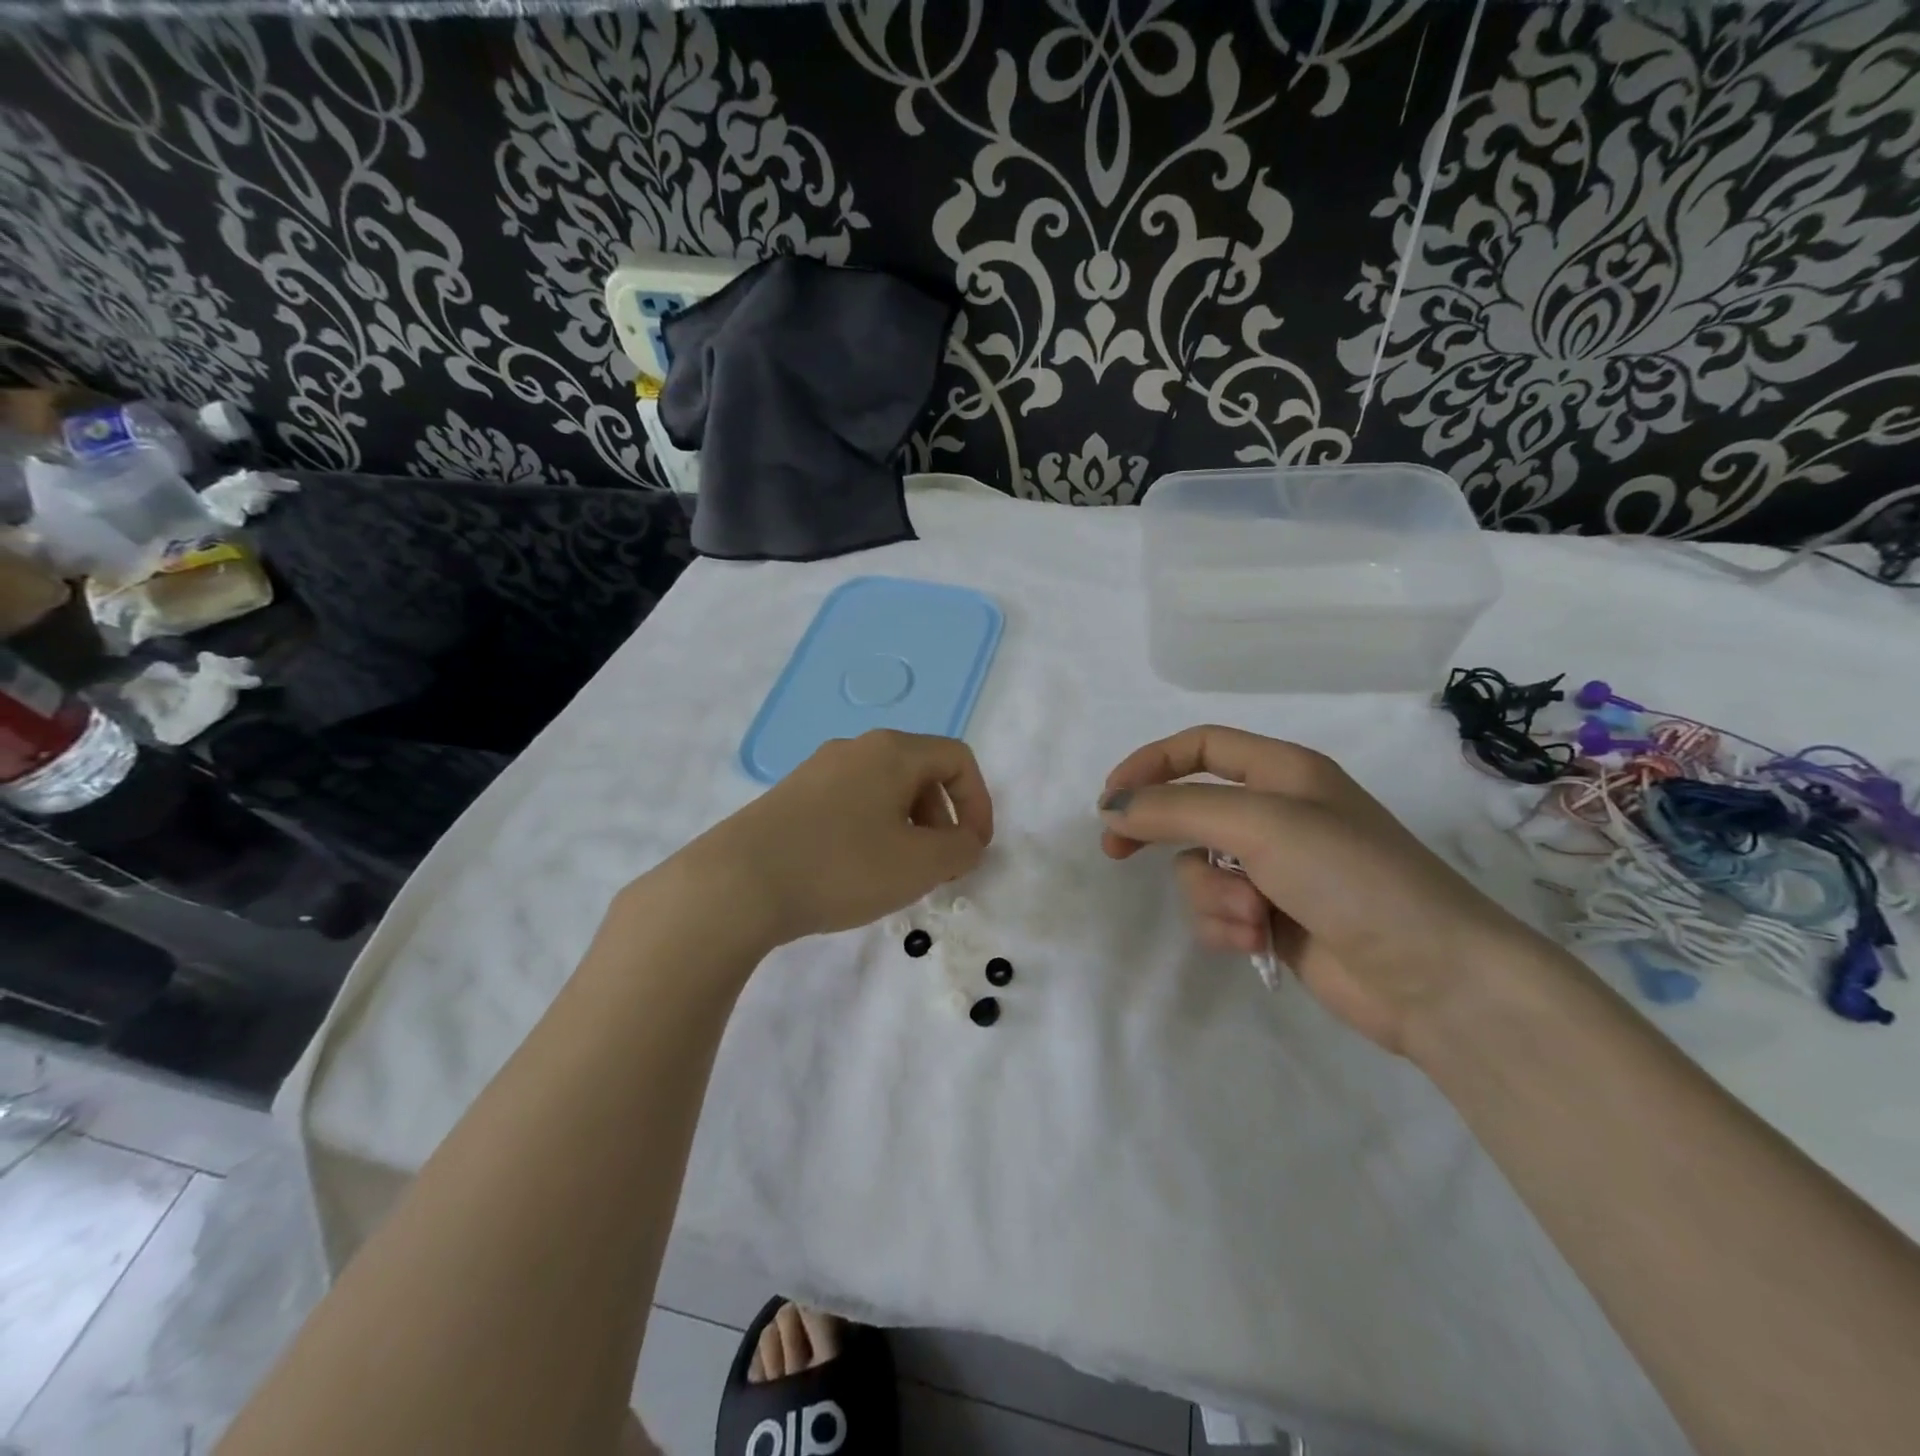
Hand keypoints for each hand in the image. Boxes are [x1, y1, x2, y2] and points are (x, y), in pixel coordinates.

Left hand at [684, 729, 992, 948]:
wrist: (737, 883)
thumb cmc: (842, 866)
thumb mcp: (919, 864)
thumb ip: (960, 850)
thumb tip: (967, 841)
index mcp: (892, 751)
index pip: (957, 759)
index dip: (979, 802)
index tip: (974, 849)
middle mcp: (856, 748)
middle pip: (920, 772)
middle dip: (942, 819)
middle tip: (939, 867)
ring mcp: (818, 770)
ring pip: (884, 790)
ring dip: (908, 828)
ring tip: (899, 875)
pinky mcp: (791, 796)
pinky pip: (851, 804)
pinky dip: (872, 832)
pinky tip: (856, 872)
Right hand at [1099, 726, 1537, 1054]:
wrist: (1434, 977)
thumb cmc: (1351, 876)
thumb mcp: (1260, 824)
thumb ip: (1177, 810)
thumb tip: (1112, 809)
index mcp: (1283, 772)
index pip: (1200, 747)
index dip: (1149, 764)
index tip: (1110, 799)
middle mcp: (1278, 814)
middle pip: (1191, 809)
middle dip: (1157, 832)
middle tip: (1115, 853)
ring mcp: (1276, 869)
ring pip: (1200, 868)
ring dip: (1211, 895)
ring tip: (1249, 915)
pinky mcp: (1275, 918)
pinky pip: (1219, 909)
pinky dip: (1226, 924)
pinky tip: (1255, 941)